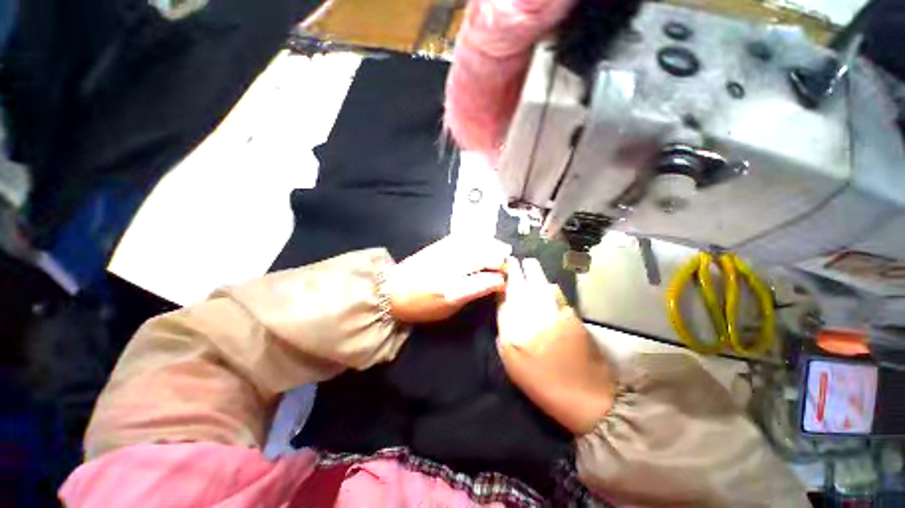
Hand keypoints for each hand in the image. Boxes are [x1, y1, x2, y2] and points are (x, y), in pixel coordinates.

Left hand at [385, 235, 510, 322]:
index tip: (508, 279)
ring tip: (502, 249)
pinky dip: (477, 238)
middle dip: (499, 257)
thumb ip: (473, 293)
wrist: (390, 290)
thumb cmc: (420, 305)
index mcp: (452, 289)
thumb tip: (494, 283)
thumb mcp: (448, 308)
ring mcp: (443, 253)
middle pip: (482, 256)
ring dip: (492, 245)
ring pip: (474, 244)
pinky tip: (484, 239)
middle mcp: (450, 268)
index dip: (499, 277)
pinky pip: (462, 237)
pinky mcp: (438, 245)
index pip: (484, 279)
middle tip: (509, 261)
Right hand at [497, 257, 616, 434]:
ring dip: (533, 271)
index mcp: (516, 322)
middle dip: (517, 267)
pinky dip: (548, 285)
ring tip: (527, 265)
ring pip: (540, 281)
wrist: (584, 395)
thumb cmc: (540, 380)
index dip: (502, 277)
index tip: (500, 267)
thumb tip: (504, 303)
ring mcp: (555, 308)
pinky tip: (545, 285)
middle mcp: (535, 309)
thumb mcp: (511, 358)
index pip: (505, 291)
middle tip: (512, 260)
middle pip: (523, 279)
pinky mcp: (571, 312)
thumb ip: (505, 326)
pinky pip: (555, 291)